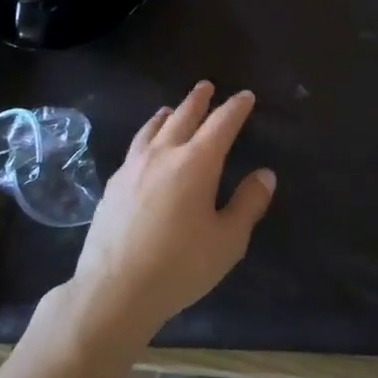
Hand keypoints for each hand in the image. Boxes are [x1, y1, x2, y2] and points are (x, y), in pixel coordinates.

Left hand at [64, 82, 275, 351]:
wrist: (114, 290)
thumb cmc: (180, 266)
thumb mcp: (228, 240)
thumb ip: (248, 203)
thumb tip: (265, 174)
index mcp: (196, 162)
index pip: (221, 124)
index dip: (236, 108)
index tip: (245, 97)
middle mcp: (163, 154)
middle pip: (183, 116)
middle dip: (198, 100)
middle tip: (207, 86)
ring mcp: (133, 167)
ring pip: (152, 128)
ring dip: (167, 114)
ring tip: (171, 109)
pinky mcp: (113, 185)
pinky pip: (135, 147)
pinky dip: (147, 136)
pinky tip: (145, 149)